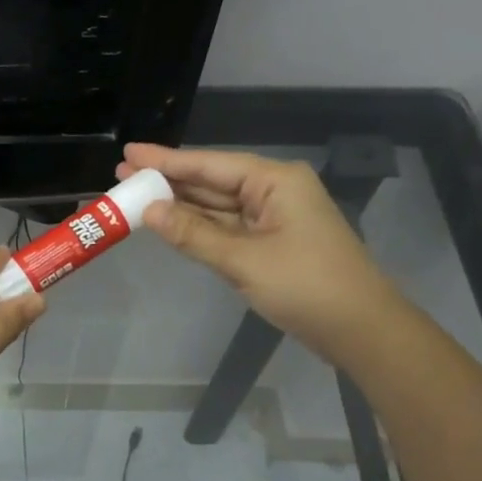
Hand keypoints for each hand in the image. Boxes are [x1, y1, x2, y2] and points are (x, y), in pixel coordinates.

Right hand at [119, 143, 398, 356]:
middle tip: (122, 176)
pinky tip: (170, 223)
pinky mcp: (271, 244)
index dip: (166, 159)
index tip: (129, 153)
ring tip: (136, 197)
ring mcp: (273, 218)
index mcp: (274, 181)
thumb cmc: (306, 286)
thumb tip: (148, 210)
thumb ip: (193, 234)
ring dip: (180, 205)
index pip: (210, 164)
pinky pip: (226, 228)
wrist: (359, 328)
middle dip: (169, 180)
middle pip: (212, 181)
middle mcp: (273, 191)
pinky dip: (199, 227)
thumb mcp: (243, 260)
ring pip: (217, 206)